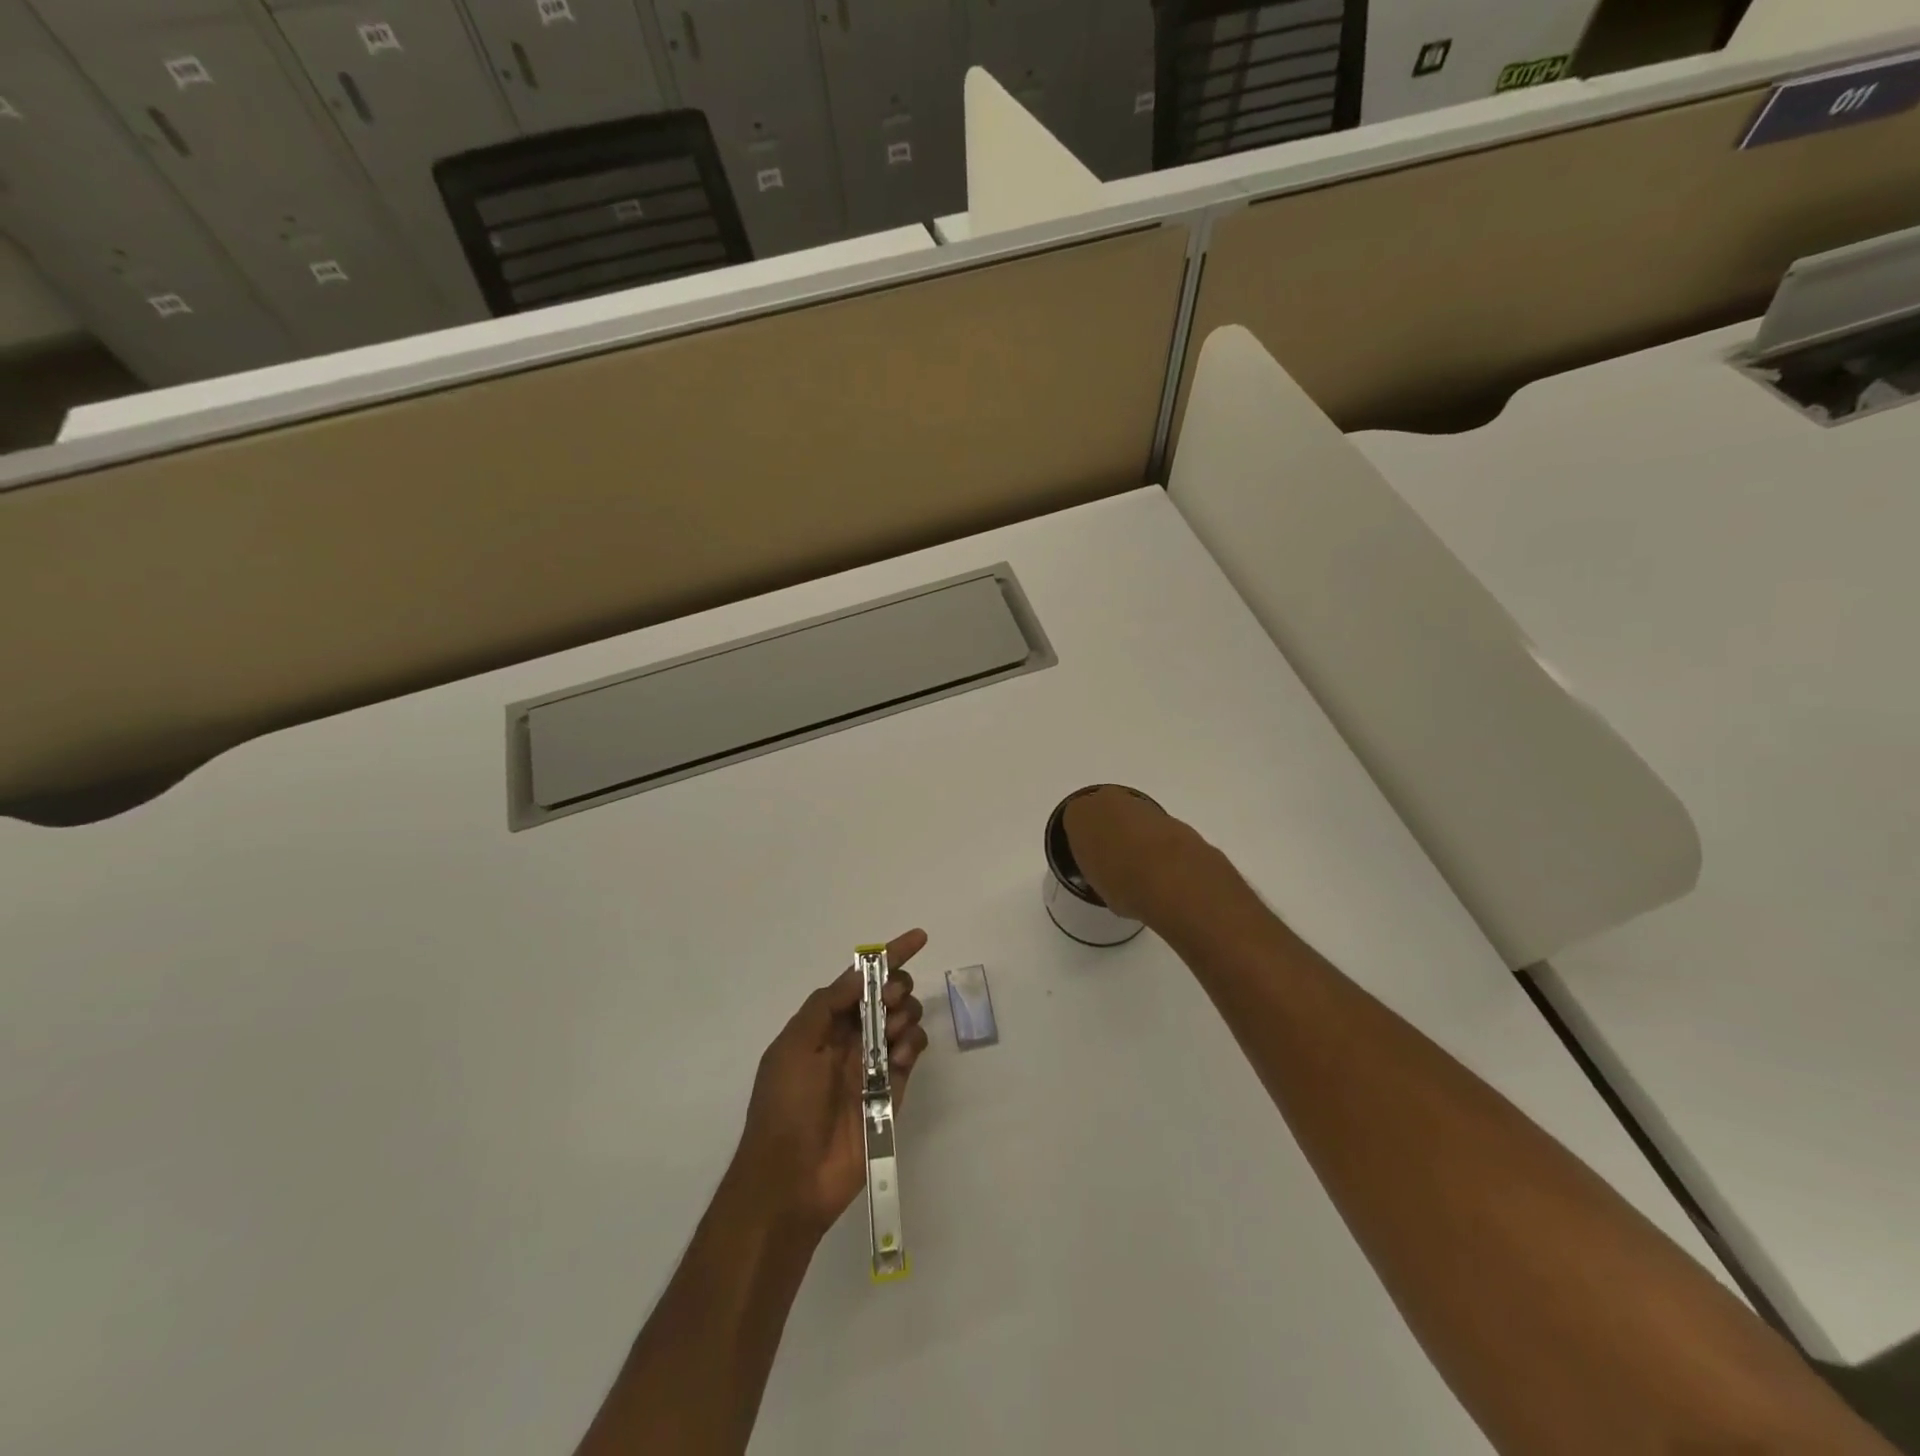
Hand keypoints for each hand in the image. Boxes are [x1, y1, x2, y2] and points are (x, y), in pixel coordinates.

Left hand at [730, 930, 929, 1234]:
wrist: (791, 1180)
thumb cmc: (785, 1106)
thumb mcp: (794, 1045)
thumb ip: (827, 1004)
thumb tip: (861, 972)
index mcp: (822, 1025)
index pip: (859, 980)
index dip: (888, 957)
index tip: (919, 937)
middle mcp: (849, 1040)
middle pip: (887, 997)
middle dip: (898, 987)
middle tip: (894, 1000)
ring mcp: (872, 1066)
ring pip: (904, 1022)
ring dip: (906, 1015)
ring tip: (895, 1033)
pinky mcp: (891, 1092)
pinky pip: (912, 1056)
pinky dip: (913, 1046)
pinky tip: (901, 1057)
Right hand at [1062, 786, 1212, 923]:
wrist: (1172, 878)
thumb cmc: (1121, 883)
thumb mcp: (1096, 883)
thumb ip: (1097, 867)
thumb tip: (1108, 871)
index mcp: (1079, 815)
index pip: (1074, 820)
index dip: (1083, 840)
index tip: (1090, 858)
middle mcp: (1107, 801)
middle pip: (1103, 811)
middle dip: (1108, 829)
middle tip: (1114, 858)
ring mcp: (1141, 805)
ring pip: (1130, 816)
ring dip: (1134, 833)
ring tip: (1140, 865)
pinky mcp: (1169, 815)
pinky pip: (1154, 827)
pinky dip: (1156, 840)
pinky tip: (1161, 865)